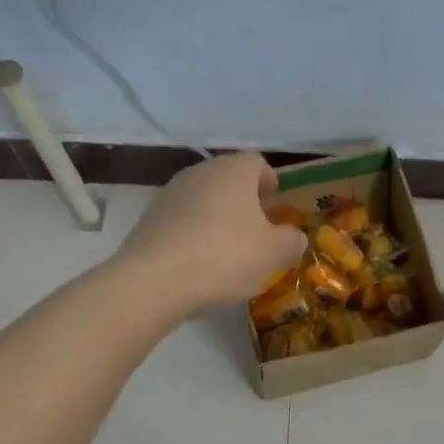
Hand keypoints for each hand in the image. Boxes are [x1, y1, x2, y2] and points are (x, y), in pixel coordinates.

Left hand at [117, 152, 306, 316]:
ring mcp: (169, 194)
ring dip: (216, 216)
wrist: (153, 281)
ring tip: (227, 248)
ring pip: (202, 198)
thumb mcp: (273, 253)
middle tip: (256, 227)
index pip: (256, 162)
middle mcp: (200, 172)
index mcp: (233, 171)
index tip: (274, 201)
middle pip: (227, 177)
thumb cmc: (224, 256)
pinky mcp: (148, 219)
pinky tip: (198, 261)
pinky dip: (193, 233)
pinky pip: (181, 219)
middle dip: (243, 199)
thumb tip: (295, 236)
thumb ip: (291, 241)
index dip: (268, 180)